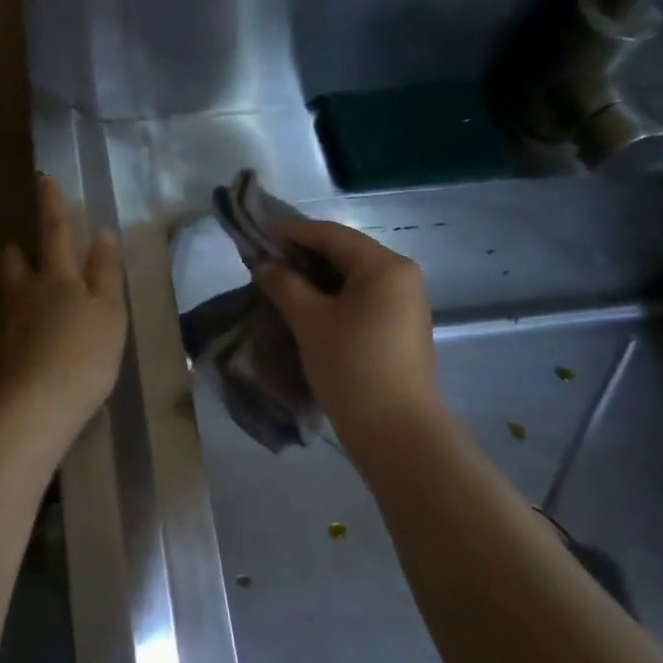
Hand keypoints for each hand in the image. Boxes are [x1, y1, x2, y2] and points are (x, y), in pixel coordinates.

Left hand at [0, 174, 127, 434]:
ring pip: (7, 290)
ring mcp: (5, 322)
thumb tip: (101, 233)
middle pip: (15, 260)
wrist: (33, 407)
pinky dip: (15, 320)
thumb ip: (106, 272)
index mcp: (57, 277)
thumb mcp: (109, 312)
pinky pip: (5, 323)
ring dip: (16, 283)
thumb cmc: (83, 355)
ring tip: (30, 293)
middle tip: (29, 249)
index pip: (54, 230)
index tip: (43, 177)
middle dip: (21, 248)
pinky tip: (28, 336)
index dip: (51, 203)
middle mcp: (24, 292)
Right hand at [253, 219, 442, 447]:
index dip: (292, 232)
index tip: (257, 232)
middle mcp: (402, 277)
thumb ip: (284, 285)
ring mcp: (404, 305)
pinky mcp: (399, 330)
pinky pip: (361, 300)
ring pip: (352, 279)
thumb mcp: (310, 321)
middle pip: (345, 254)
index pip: (331, 235)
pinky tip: (305, 308)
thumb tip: (264, 265)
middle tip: (264, 260)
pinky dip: (332, 298)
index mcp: (385, 267)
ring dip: (315, 278)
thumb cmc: (351, 366)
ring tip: (278, 283)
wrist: (395, 431)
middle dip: (303, 255)